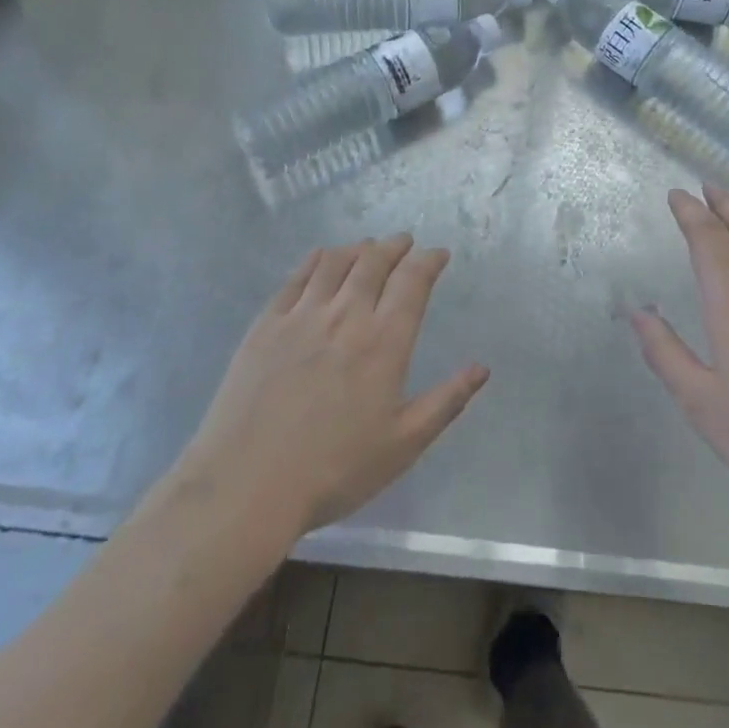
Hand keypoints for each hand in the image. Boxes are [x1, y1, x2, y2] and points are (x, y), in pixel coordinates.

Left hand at [174, 235, 488, 540]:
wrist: (246, 484)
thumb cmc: (334, 470)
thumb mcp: (402, 445)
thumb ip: (446, 401)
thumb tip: (482, 368)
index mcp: (384, 342)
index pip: (412, 282)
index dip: (428, 261)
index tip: (438, 254)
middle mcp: (346, 315)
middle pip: (374, 261)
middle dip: (395, 246)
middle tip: (404, 242)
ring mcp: (302, 315)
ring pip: (336, 261)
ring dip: (358, 248)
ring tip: (368, 247)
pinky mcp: (267, 323)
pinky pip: (297, 276)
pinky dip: (317, 259)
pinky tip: (322, 257)